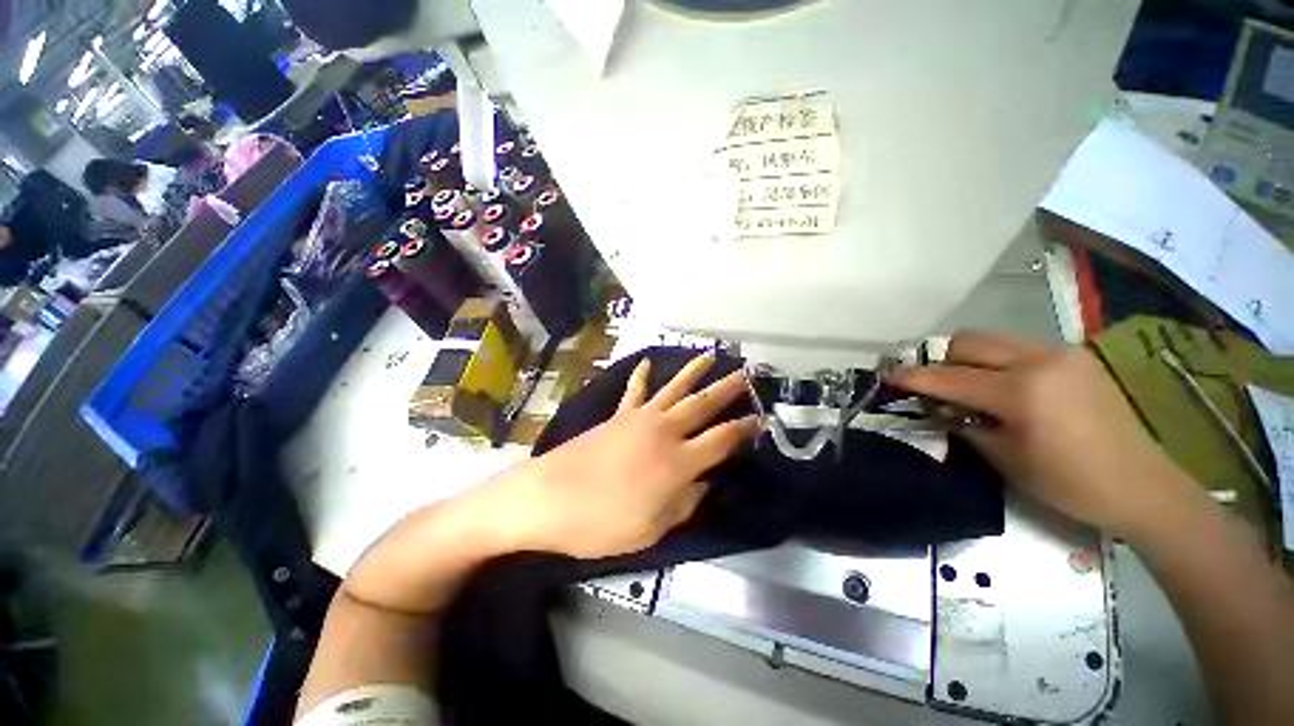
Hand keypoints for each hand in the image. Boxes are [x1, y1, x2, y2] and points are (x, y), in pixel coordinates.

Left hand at [496, 352, 758, 558]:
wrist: (548, 498)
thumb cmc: (601, 522)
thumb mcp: (651, 529)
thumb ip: (685, 503)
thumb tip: (706, 483)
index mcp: (677, 462)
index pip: (722, 440)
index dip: (744, 429)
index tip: (761, 419)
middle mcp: (664, 432)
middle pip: (702, 405)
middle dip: (727, 389)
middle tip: (745, 374)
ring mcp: (639, 419)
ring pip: (674, 389)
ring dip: (693, 372)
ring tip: (710, 356)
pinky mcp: (618, 416)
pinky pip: (635, 391)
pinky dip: (641, 376)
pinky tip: (647, 363)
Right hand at [886, 332, 1190, 537]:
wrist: (1142, 485)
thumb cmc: (1069, 483)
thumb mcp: (1004, 457)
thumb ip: (963, 422)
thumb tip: (936, 406)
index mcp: (1021, 393)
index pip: (949, 377)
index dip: (912, 377)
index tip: (887, 376)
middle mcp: (1039, 360)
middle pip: (968, 342)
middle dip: (941, 360)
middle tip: (933, 384)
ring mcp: (1060, 353)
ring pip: (992, 338)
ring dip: (968, 358)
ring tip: (968, 385)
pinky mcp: (1074, 355)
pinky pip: (1018, 346)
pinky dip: (997, 360)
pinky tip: (1004, 386)